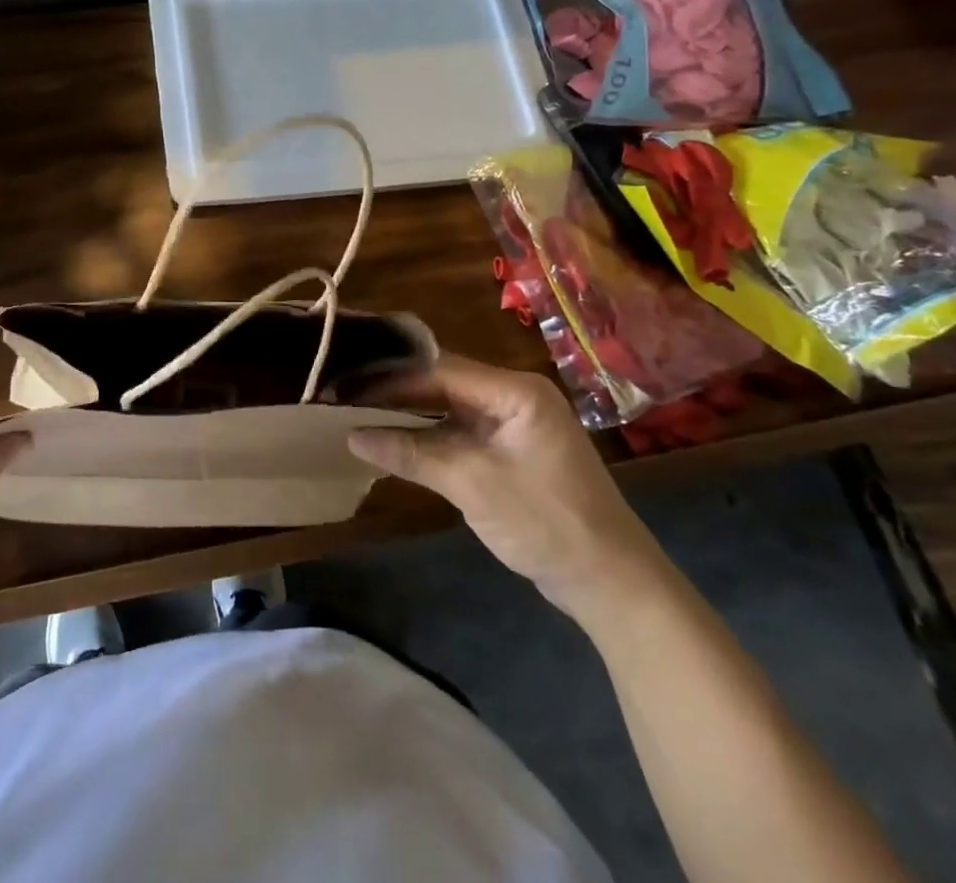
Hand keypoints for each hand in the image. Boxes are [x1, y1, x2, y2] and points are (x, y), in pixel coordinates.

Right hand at [348, 355, 668, 623]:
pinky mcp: (508, 453)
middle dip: (394, 392)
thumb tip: (352, 437)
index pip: (440, 370)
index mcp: (515, 391)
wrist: (611, 584)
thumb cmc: (547, 522)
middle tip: (344, 396)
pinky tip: (393, 441)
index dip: (390, 377)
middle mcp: (513, 397)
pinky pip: (458, 434)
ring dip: (407, 415)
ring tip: (357, 413)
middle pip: (442, 384)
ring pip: (447, 409)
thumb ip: (412, 454)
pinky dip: (427, 438)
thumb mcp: (473, 484)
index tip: (346, 384)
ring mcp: (512, 426)